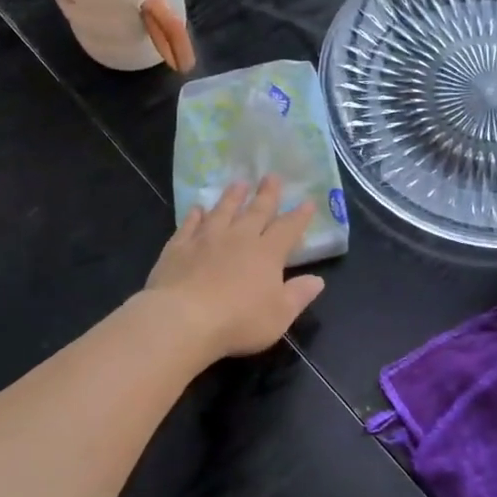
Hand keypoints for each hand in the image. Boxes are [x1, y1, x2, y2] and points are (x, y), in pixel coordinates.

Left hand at [144, 177, 325, 358]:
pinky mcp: (179, 247)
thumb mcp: (279, 315)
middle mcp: (239, 238)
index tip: (307, 201)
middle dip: (266, 194)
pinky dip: (195, 215)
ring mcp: (206, 239)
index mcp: (267, 253)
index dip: (299, 216)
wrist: (183, 319)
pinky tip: (197, 208)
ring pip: (222, 211)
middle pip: (256, 211)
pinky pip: (189, 225)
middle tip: (271, 176)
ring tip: (239, 183)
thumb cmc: (238, 321)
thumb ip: (299, 295)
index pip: (287, 228)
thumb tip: (317, 280)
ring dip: (232, 197)